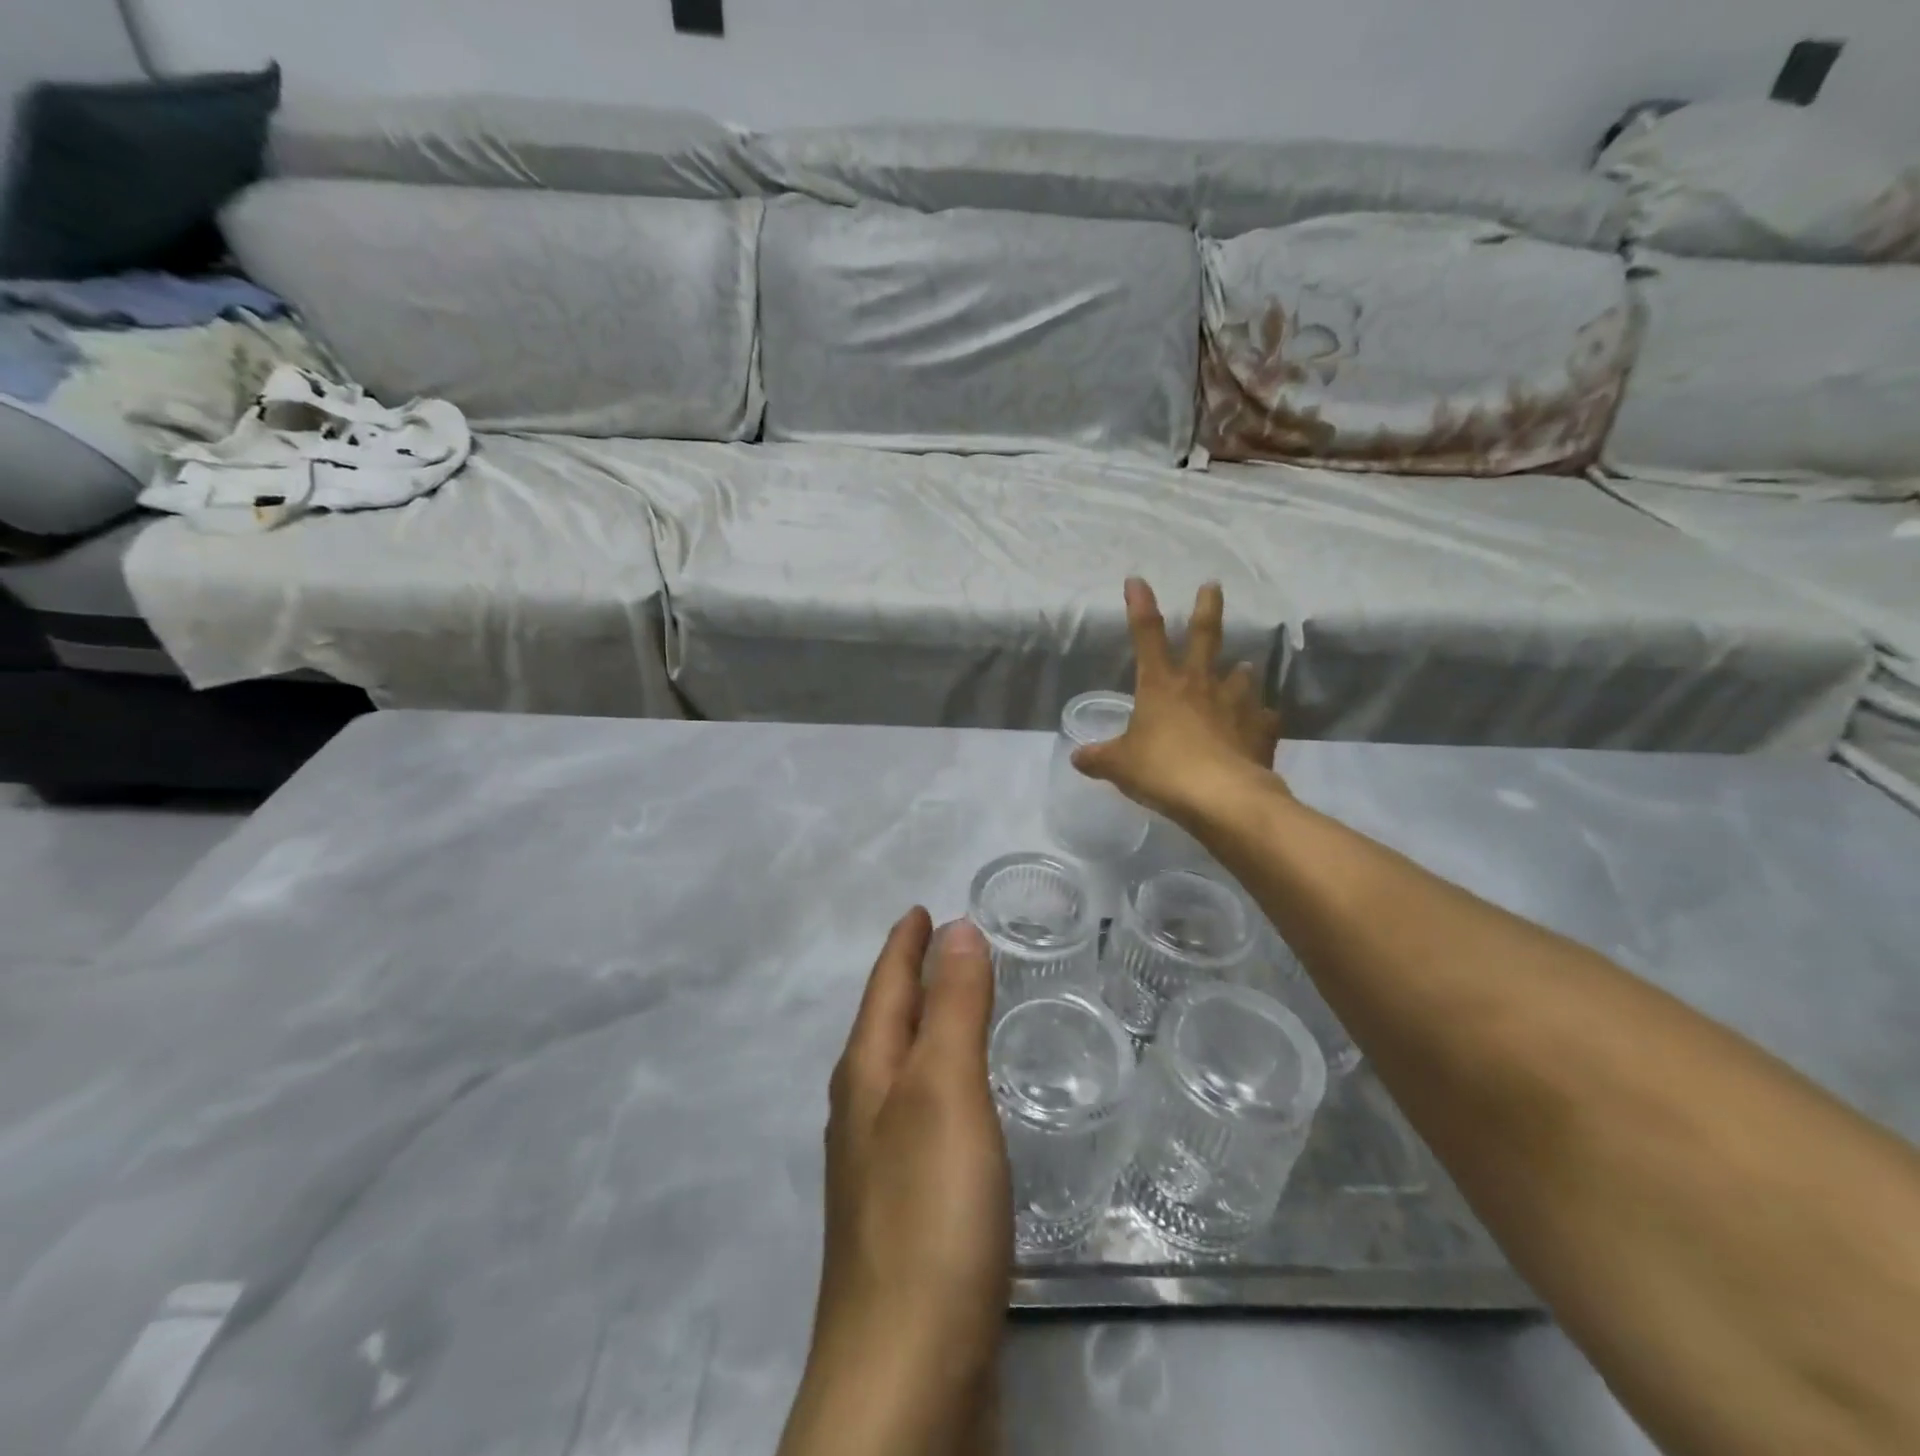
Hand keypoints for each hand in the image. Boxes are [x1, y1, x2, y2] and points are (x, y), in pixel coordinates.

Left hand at [779, 910, 1010, 1455]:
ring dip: (923, 1030)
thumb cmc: (928, 1212)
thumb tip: (955, 928)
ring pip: (901, 1071)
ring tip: (954, 1008)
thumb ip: (953, 1008)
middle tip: (945, 946)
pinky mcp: (905, 1211)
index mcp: (868, 1075)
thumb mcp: (946, 1090)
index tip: (922, 908)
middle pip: (886, 1023)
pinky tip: (960, 1104)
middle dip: (910, 980)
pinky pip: (920, 1116)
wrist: (906, 1376)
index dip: (905, 943)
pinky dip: (940, 1083)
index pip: (886, 986)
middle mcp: (863, 1111)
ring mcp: (878, 1165)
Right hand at [1073, 578, 1285, 823]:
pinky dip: (1260, 719)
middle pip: (1206, 636)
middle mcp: (1200, 685)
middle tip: (1213, 585)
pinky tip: (1260, 724)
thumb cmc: (1162, 771)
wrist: (1222, 797)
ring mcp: (1235, 705)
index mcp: (1160, 685)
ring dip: (1240, 671)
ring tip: (1243, 668)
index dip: (1140, 605)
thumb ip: (1099, 759)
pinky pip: (1263, 718)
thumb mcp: (1120, 766)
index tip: (1137, 580)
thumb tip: (1077, 757)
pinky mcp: (1260, 730)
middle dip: (1207, 607)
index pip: (1146, 635)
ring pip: (1241, 675)